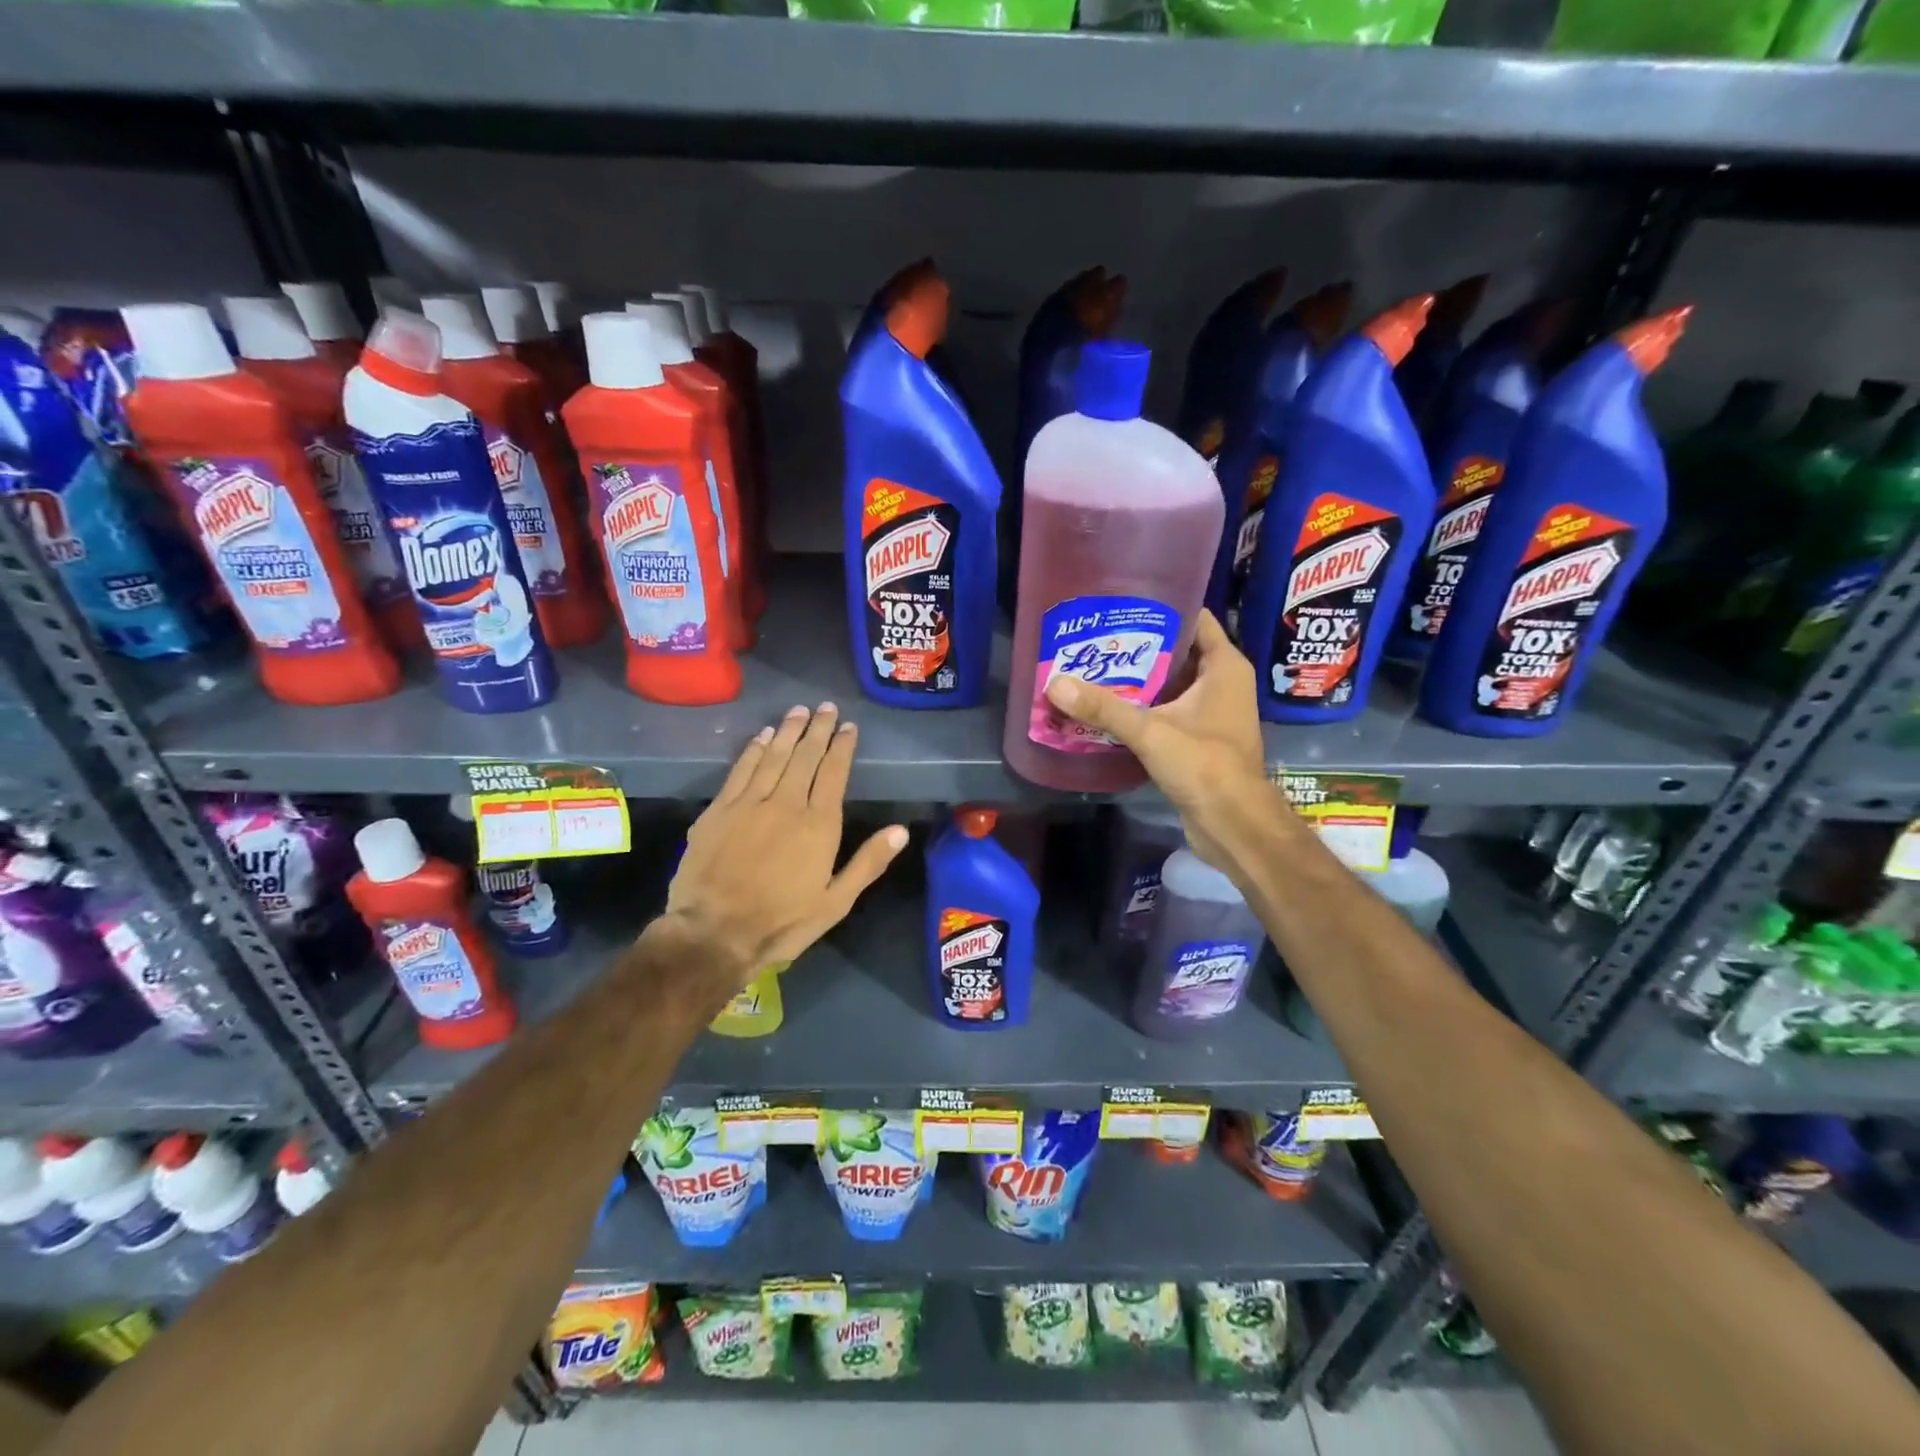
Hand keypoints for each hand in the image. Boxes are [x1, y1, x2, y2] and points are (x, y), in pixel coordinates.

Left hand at [665, 703, 907, 981]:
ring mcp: (749, 804)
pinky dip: (753, 749)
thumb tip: (900, 830)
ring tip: (799, 711)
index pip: (834, 773)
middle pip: (804, 757)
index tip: (848, 727)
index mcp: (818, 825)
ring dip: (787, 731)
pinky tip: (761, 736)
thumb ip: (867, 863)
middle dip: (818, 730)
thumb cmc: (781, 923)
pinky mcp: (719, 810)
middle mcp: (786, 804)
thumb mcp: (835, 903)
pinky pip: (741, 770)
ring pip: (773, 756)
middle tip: (826, 707)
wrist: (713, 933)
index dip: (842, 747)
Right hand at [1043, 611, 1282, 868]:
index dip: (1162, 607)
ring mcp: (1212, 711)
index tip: (1123, 604)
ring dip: (1138, 679)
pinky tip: (1108, 706)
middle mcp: (1222, 683)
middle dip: (1140, 645)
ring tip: (1094, 667)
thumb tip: (1055, 684)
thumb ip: (1104, 707)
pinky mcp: (1199, 737)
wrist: (1232, 823)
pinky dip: (1143, 706)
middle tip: (1097, 638)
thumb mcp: (1150, 732)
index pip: (1195, 618)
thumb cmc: (1204, 765)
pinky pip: (1167, 710)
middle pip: (1178, 650)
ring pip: (1170, 683)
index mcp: (1224, 667)